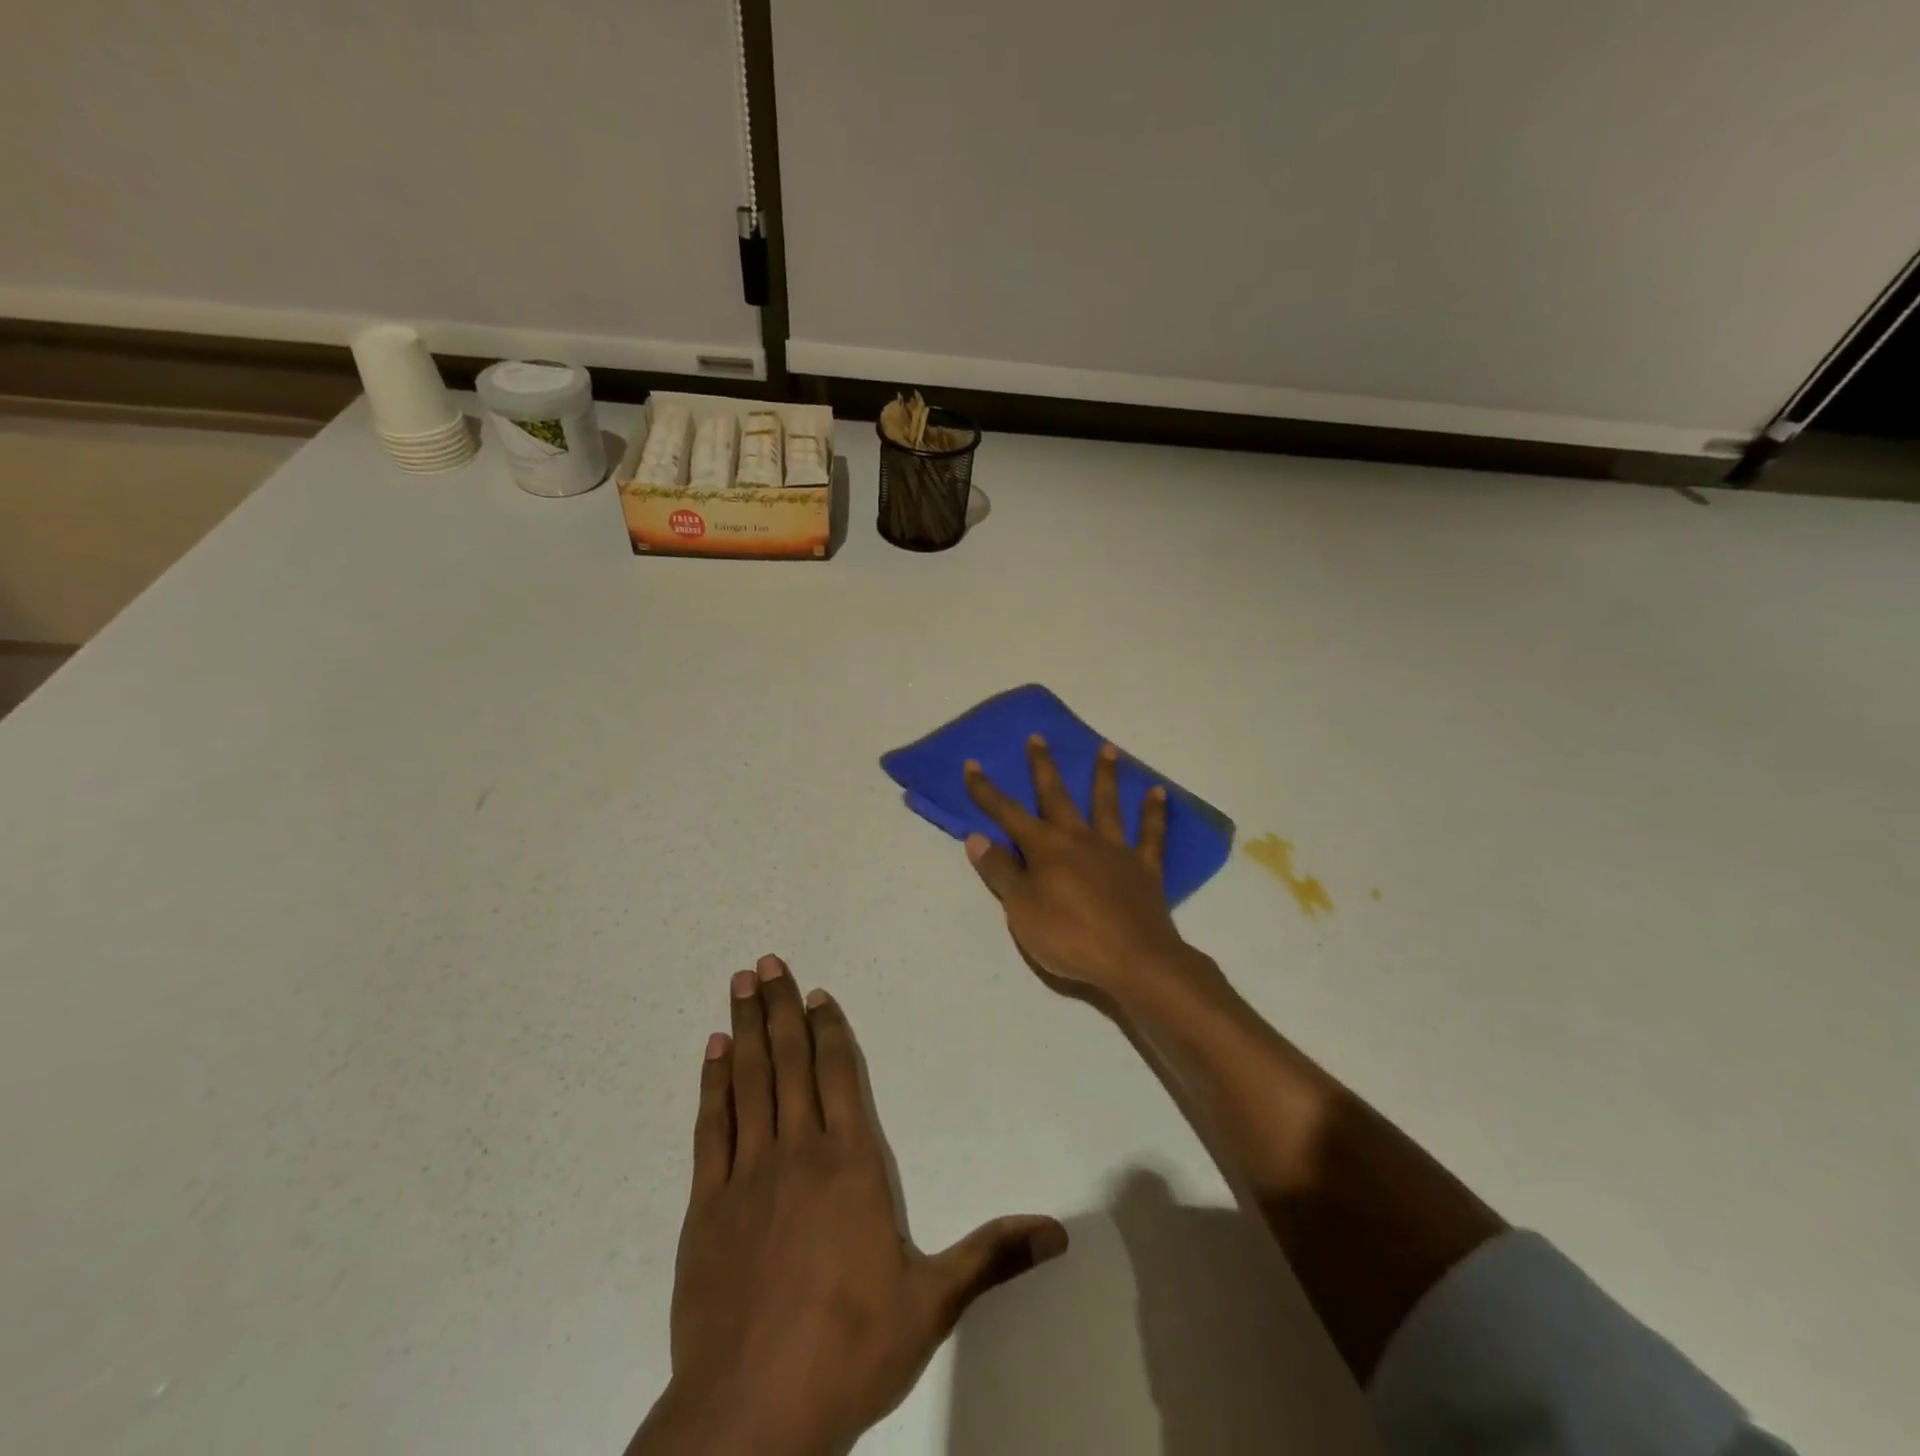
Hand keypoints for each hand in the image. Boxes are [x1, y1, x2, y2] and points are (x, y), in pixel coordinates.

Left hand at [628, 956, 1067, 1455]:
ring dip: (746, 1029)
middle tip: (767, 962)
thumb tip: (1060, 1231)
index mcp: (851, 1165)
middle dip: (781, 1009)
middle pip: (790, 1062)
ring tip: (741, 983)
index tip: (818, 992)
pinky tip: (713, 1051)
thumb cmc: (848, 1348)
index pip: (840, 1076)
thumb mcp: (931, 1303)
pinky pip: (713, 1127)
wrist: (749, 1415)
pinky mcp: (707, 1205)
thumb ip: (991, 1255)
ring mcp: (748, 1175)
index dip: (829, 1030)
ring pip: (749, 1081)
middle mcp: (799, 1152)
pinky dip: (713, 1084)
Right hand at [963, 737, 1202, 997]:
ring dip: (1105, 776)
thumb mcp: (1021, 910)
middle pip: (1057, 797)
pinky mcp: (1144, 869)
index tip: (972, 765)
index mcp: (1046, 849)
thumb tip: (976, 837)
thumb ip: (1001, 872)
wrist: (1134, 961)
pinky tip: (1158, 793)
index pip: (1008, 814)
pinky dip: (1154, 813)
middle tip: (1038, 737)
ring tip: (1107, 748)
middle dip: (1043, 767)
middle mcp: (1079, 839)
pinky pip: (1151, 835)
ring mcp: (1115, 851)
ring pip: (1107, 805)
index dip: (987, 791)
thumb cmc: (1069, 938)